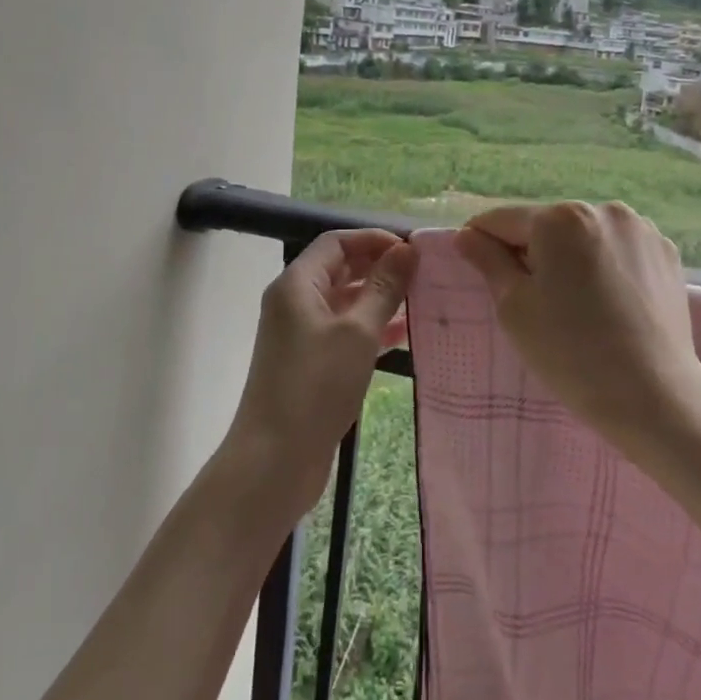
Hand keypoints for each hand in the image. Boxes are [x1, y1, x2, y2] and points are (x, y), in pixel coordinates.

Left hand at [227, 229, 417, 515]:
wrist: (275, 460)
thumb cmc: (315, 386)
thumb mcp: (358, 332)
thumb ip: (384, 288)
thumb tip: (407, 250)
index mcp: (297, 284)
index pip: (336, 242)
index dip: (374, 239)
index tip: (414, 250)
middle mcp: (295, 303)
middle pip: (341, 270)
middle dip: (381, 268)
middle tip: (425, 275)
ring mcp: (302, 335)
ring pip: (346, 303)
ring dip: (381, 299)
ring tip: (424, 301)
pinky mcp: (312, 364)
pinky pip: (346, 333)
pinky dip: (373, 329)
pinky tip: (406, 336)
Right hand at [454, 203, 700, 463]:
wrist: (653, 394)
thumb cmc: (570, 353)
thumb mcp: (514, 308)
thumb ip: (488, 261)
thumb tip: (467, 235)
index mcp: (560, 218)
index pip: (502, 219)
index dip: (482, 242)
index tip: (477, 268)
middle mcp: (603, 209)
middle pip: (547, 225)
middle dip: (531, 251)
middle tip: (531, 300)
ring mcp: (641, 229)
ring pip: (584, 235)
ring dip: (569, 257)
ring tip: (575, 303)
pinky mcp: (666, 252)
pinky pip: (618, 249)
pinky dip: (604, 265)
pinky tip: (608, 302)